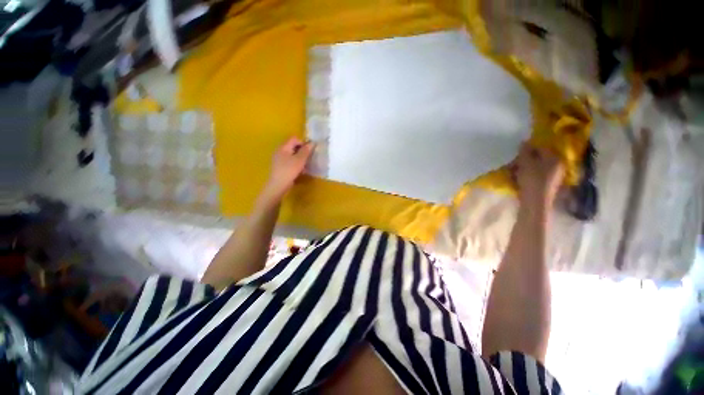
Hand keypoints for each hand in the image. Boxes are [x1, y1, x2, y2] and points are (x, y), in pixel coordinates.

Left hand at [264, 137, 313, 199]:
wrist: (278, 185)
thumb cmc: (289, 170)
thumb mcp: (300, 160)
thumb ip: (306, 151)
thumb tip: (312, 143)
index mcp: (283, 147)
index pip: (294, 139)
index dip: (303, 143)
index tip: (309, 151)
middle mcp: (279, 150)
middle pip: (293, 146)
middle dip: (302, 151)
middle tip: (308, 158)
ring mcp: (278, 158)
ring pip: (292, 154)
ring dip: (299, 158)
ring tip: (305, 165)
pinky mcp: (280, 166)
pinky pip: (289, 161)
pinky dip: (295, 163)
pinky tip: (299, 170)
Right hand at [511, 142, 564, 208]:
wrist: (535, 202)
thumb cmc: (532, 180)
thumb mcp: (526, 163)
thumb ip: (525, 151)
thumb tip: (524, 142)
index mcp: (555, 158)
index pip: (542, 147)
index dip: (528, 149)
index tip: (517, 154)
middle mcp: (557, 166)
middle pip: (539, 158)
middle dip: (525, 159)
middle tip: (513, 164)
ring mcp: (553, 176)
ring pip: (536, 167)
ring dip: (524, 168)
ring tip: (514, 172)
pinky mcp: (547, 185)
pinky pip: (536, 175)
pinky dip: (527, 175)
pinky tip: (518, 179)